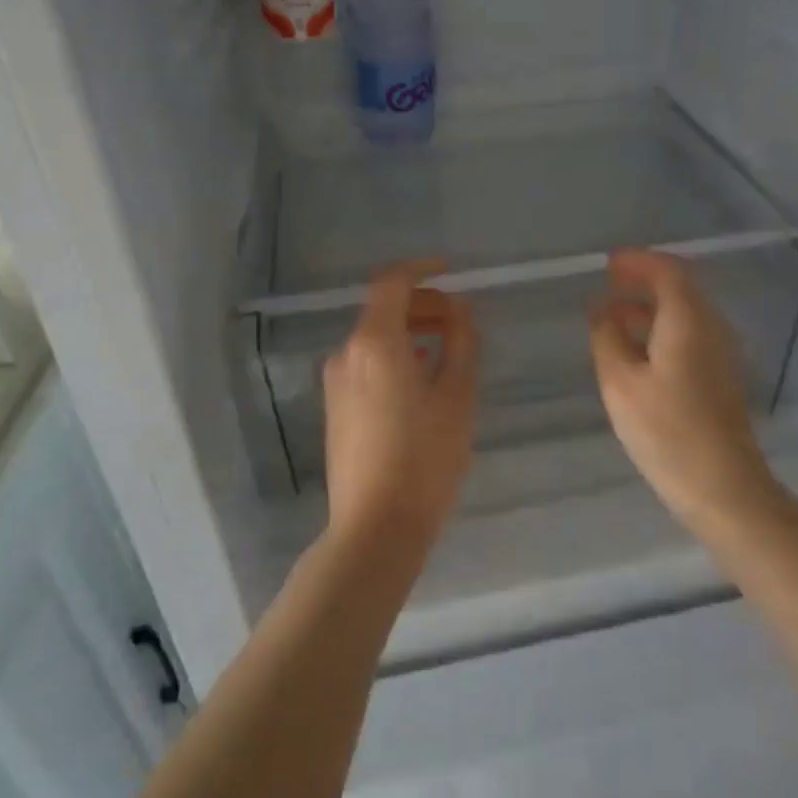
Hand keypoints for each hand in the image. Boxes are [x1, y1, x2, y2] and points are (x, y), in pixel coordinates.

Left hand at [322, 260, 478, 548]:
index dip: (423, 269)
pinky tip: (422, 381)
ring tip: (448, 351)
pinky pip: (367, 364)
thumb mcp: (458, 395)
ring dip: (410, 332)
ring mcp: (336, 383)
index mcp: (375, 343)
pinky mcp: (335, 409)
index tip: (452, 272)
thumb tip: (460, 310)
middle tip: (461, 320)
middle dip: (423, 305)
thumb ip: (462, 342)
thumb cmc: (425, 458)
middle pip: (383, 310)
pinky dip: (395, 356)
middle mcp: (347, 354)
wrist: (375, 528)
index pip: (392, 282)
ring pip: (375, 338)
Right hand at [588, 249, 780, 539]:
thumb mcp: (621, 383)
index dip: (637, 262)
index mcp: (688, 320)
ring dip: (650, 308)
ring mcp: (721, 353)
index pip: (667, 271)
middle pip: (680, 288)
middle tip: (607, 287)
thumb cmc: (667, 431)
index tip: (608, 264)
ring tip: (612, 319)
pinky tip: (636, 351)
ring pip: (685, 313)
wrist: (723, 487)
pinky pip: (690, 335)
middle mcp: (711, 327)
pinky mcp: (720, 376)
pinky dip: (661, 329)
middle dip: (643, 282)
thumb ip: (607, 339)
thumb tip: (602, 311)